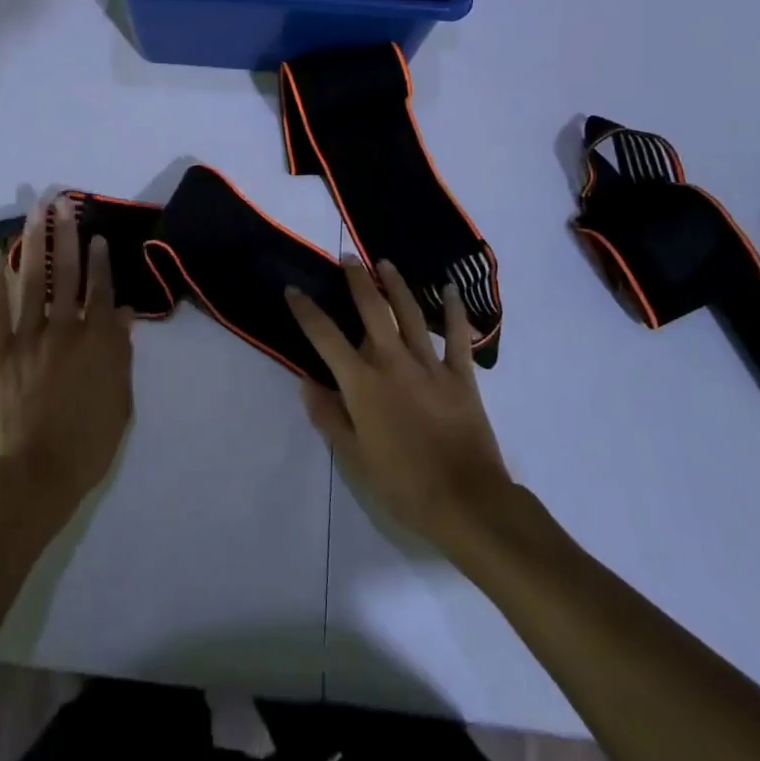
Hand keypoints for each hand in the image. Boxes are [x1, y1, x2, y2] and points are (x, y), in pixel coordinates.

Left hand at [0, 200, 135, 520]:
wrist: (38, 474)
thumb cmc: (89, 442)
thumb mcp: (121, 399)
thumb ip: (121, 353)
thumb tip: (122, 314)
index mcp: (97, 341)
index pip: (100, 290)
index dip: (100, 261)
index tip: (97, 235)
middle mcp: (64, 330)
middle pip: (67, 274)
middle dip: (66, 236)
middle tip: (63, 203)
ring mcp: (29, 339)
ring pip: (33, 282)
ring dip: (35, 244)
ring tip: (34, 213)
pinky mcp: (0, 353)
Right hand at [287, 261, 515, 553]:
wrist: (466, 502)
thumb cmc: (403, 485)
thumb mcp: (355, 458)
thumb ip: (329, 416)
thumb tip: (306, 381)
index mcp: (363, 384)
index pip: (326, 338)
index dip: (306, 311)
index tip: (293, 290)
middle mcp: (393, 363)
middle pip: (372, 310)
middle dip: (357, 280)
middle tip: (347, 257)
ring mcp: (430, 366)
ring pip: (410, 314)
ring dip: (396, 285)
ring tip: (385, 263)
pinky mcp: (461, 376)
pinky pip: (456, 336)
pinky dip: (454, 311)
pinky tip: (450, 289)